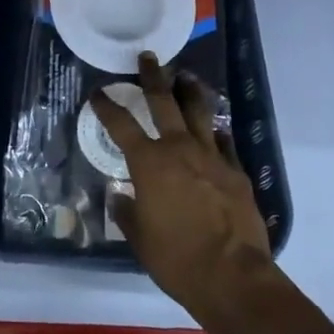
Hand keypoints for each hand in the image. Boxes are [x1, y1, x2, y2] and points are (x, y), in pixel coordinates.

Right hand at [91, 52, 272, 321]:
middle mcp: (179, 149)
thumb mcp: (140, 239)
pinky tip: (215, 130)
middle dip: (153, 76)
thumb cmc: (177, 259)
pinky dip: (215, 132)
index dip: (106, 106)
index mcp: (149, 163)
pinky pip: (223, 142)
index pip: (121, 125)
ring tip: (186, 77)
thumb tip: (119, 197)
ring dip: (190, 92)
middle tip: (148, 57)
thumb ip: (127, 212)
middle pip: (163, 101)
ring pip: (199, 112)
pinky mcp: (236, 171)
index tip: (98, 93)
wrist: (233, 276)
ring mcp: (212, 156)